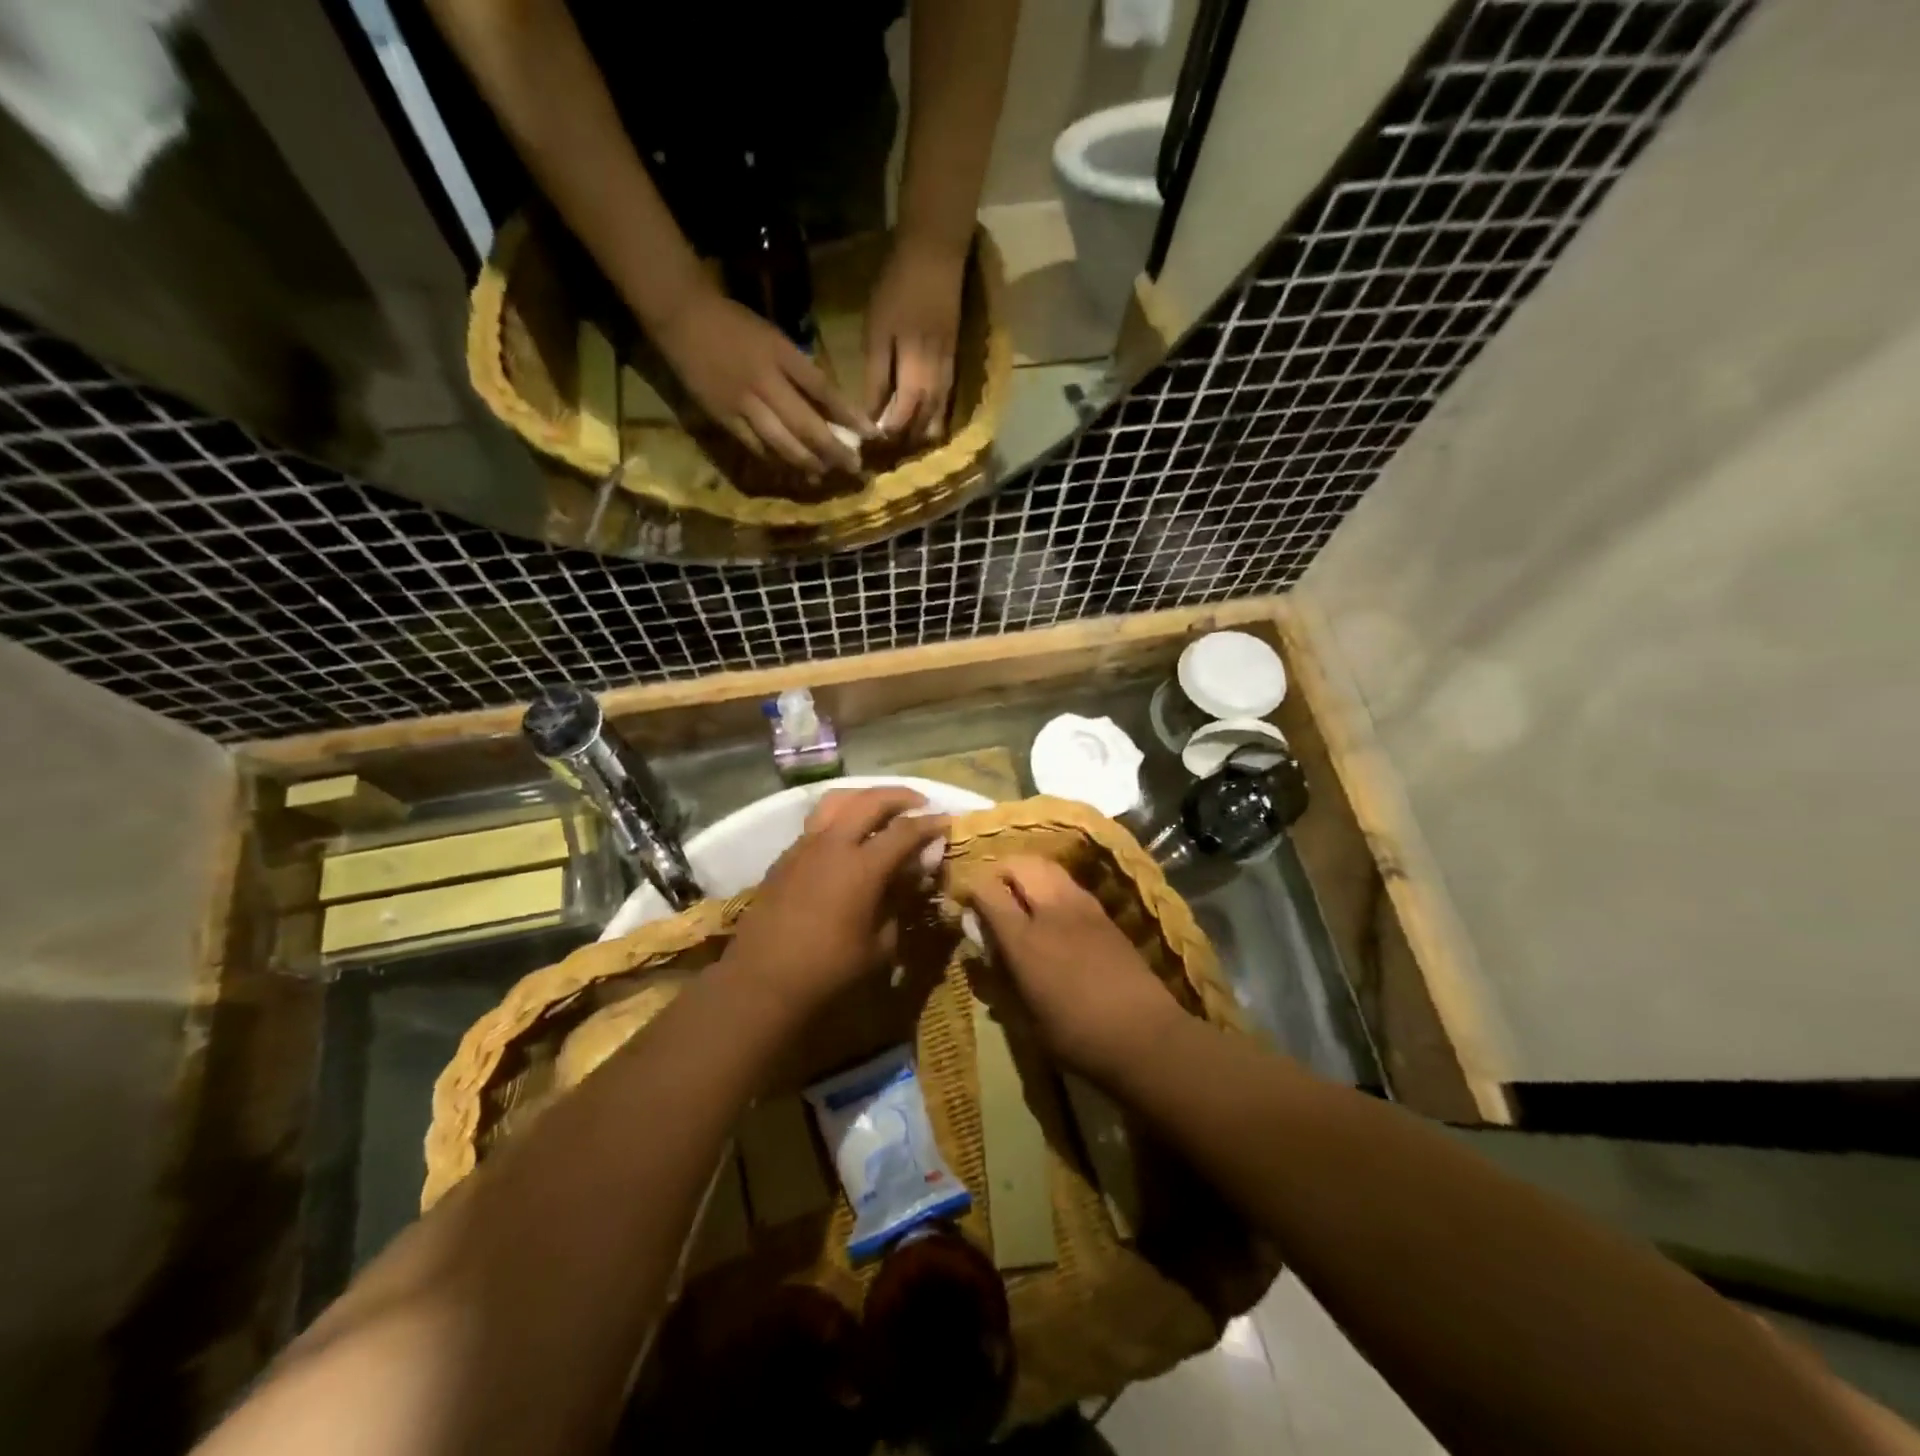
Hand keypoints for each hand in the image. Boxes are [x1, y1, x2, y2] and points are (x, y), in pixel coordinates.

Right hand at [652, 285, 872, 476]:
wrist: (682, 316)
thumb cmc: (735, 324)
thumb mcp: (774, 338)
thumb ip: (800, 371)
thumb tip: (830, 407)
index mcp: (781, 355)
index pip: (823, 390)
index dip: (849, 415)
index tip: (870, 434)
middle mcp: (765, 382)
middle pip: (806, 425)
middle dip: (833, 450)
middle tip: (853, 467)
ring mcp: (743, 403)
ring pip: (782, 442)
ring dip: (808, 461)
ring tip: (825, 473)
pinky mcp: (724, 418)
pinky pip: (757, 447)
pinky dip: (777, 460)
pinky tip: (792, 469)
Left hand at [723, 787, 948, 1018]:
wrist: (762, 981)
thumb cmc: (829, 970)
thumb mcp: (880, 945)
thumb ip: (900, 901)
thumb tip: (913, 874)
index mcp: (862, 866)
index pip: (905, 831)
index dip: (930, 824)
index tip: (947, 822)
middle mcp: (833, 844)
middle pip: (871, 800)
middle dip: (901, 796)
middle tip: (920, 803)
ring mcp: (805, 845)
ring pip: (838, 800)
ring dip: (866, 797)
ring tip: (882, 807)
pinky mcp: (786, 856)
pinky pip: (817, 822)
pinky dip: (840, 816)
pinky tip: (847, 836)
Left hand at [864, 234, 965, 442]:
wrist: (935, 256)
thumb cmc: (898, 289)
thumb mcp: (877, 332)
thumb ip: (876, 377)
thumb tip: (871, 415)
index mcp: (916, 375)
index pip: (901, 420)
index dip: (886, 435)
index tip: (868, 446)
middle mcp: (937, 383)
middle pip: (923, 426)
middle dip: (904, 442)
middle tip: (884, 452)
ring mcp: (949, 374)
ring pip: (938, 418)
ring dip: (921, 434)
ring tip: (902, 443)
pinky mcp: (953, 364)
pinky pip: (945, 403)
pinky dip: (932, 417)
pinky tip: (921, 421)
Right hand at [959, 857, 1183, 1080]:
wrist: (1144, 1035)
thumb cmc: (1077, 1037)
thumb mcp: (1026, 1021)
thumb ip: (1001, 980)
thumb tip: (985, 954)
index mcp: (1024, 940)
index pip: (987, 891)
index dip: (971, 890)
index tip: (966, 901)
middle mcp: (1050, 912)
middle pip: (1020, 865)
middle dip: (1001, 870)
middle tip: (994, 889)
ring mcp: (1081, 907)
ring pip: (1047, 866)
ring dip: (1029, 871)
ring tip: (1022, 891)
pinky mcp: (1103, 912)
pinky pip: (1069, 883)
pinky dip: (1053, 883)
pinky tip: (1054, 906)